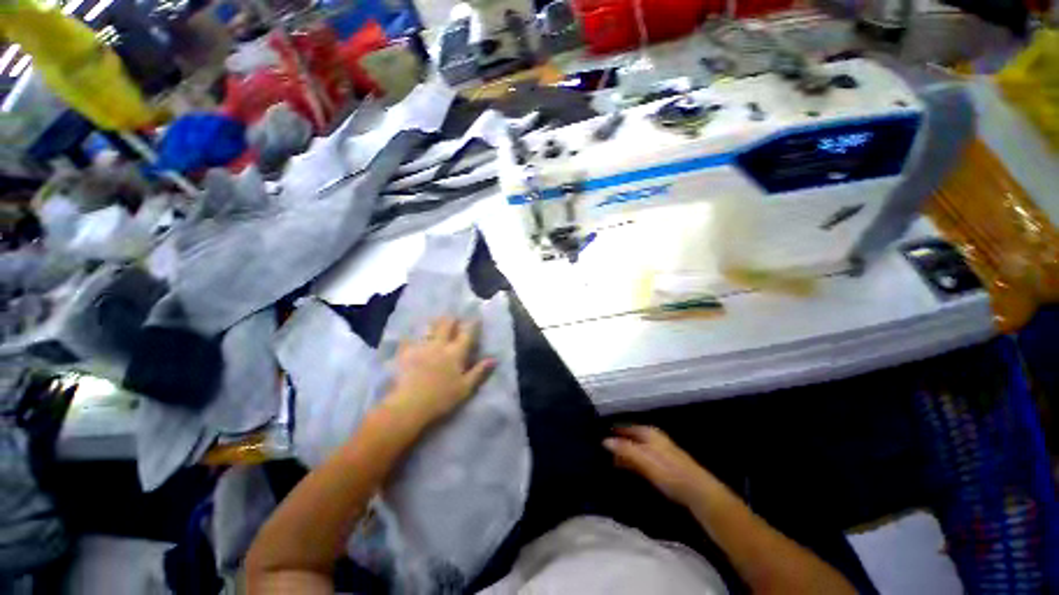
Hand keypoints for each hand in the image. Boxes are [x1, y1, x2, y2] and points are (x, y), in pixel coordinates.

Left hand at [384, 317, 494, 426]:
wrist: (409, 405)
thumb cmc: (441, 398)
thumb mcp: (465, 388)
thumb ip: (479, 371)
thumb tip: (493, 359)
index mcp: (455, 353)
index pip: (466, 334)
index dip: (472, 324)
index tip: (475, 317)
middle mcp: (439, 345)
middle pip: (446, 326)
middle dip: (451, 319)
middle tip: (454, 316)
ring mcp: (421, 347)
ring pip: (429, 329)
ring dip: (434, 323)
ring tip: (435, 320)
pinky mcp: (405, 354)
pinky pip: (409, 340)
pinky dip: (412, 336)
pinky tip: (410, 335)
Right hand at [604, 426, 710, 505]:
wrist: (697, 491)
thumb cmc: (669, 472)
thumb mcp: (644, 459)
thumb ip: (624, 449)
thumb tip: (604, 440)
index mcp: (648, 432)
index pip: (625, 427)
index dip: (612, 432)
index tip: (597, 437)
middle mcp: (653, 438)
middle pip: (630, 437)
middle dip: (617, 443)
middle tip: (600, 452)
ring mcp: (658, 451)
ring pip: (635, 449)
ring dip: (624, 454)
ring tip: (608, 462)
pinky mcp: (662, 465)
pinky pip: (641, 459)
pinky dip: (632, 462)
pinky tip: (626, 470)